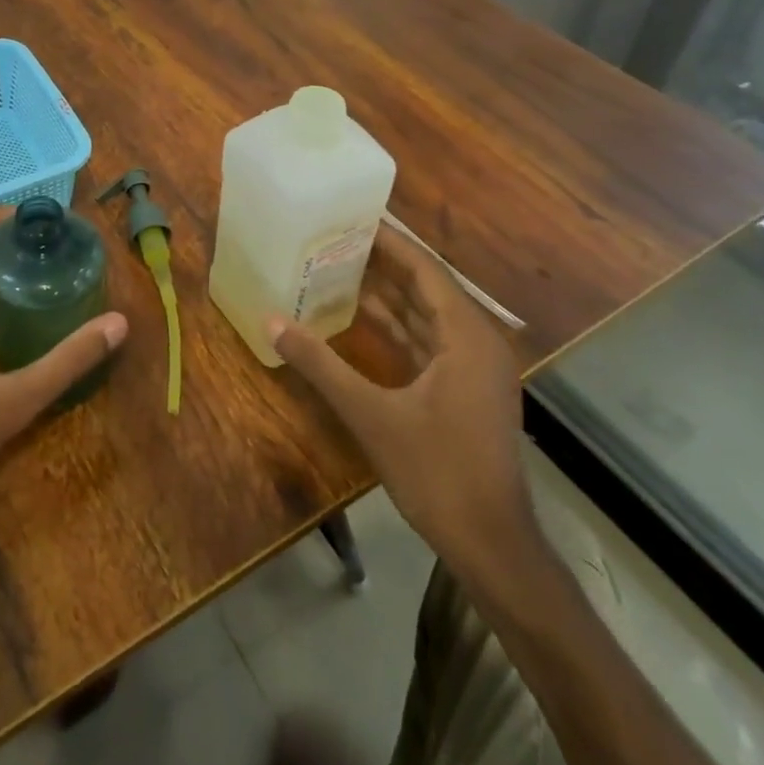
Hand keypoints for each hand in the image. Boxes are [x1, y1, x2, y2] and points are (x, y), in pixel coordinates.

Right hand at [266, 222, 536, 589]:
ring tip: (340, 268)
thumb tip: (271, 322)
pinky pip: (428, 342)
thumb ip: (321, 365)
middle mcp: (476, 342)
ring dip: (388, 295)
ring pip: (426, 316)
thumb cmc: (438, 472)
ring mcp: (474, 368)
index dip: (390, 242)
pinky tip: (360, 319)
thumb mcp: (371, 415)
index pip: (425, 270)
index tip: (352, 219)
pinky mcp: (465, 390)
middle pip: (426, 287)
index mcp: (466, 336)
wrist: (491, 545)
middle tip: (336, 240)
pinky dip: (396, 328)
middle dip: (383, 264)